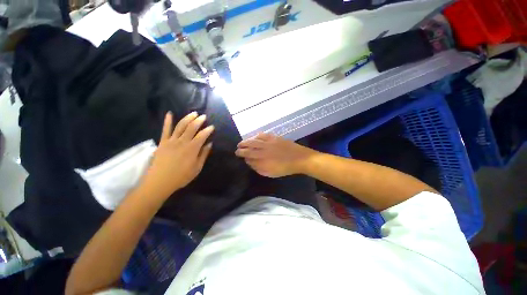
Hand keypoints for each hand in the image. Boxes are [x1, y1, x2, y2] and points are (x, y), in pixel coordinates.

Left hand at [142, 112, 213, 198]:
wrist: (160, 182)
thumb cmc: (181, 176)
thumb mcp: (197, 168)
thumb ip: (203, 155)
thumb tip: (209, 144)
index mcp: (192, 149)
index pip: (202, 135)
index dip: (208, 130)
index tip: (212, 127)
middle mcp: (182, 142)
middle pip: (192, 127)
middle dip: (199, 121)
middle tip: (203, 116)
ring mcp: (171, 141)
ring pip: (180, 126)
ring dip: (188, 118)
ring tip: (193, 113)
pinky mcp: (162, 142)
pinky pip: (165, 129)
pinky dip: (167, 121)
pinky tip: (169, 113)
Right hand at [235, 133, 316, 177]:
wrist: (299, 158)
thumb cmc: (285, 168)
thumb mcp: (271, 173)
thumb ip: (259, 168)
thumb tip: (250, 162)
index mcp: (262, 160)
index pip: (248, 157)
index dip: (243, 156)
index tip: (239, 156)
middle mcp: (263, 150)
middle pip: (249, 148)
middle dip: (241, 148)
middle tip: (237, 149)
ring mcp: (268, 143)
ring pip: (254, 140)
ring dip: (246, 141)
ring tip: (242, 142)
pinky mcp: (274, 138)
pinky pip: (263, 135)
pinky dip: (257, 136)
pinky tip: (255, 137)